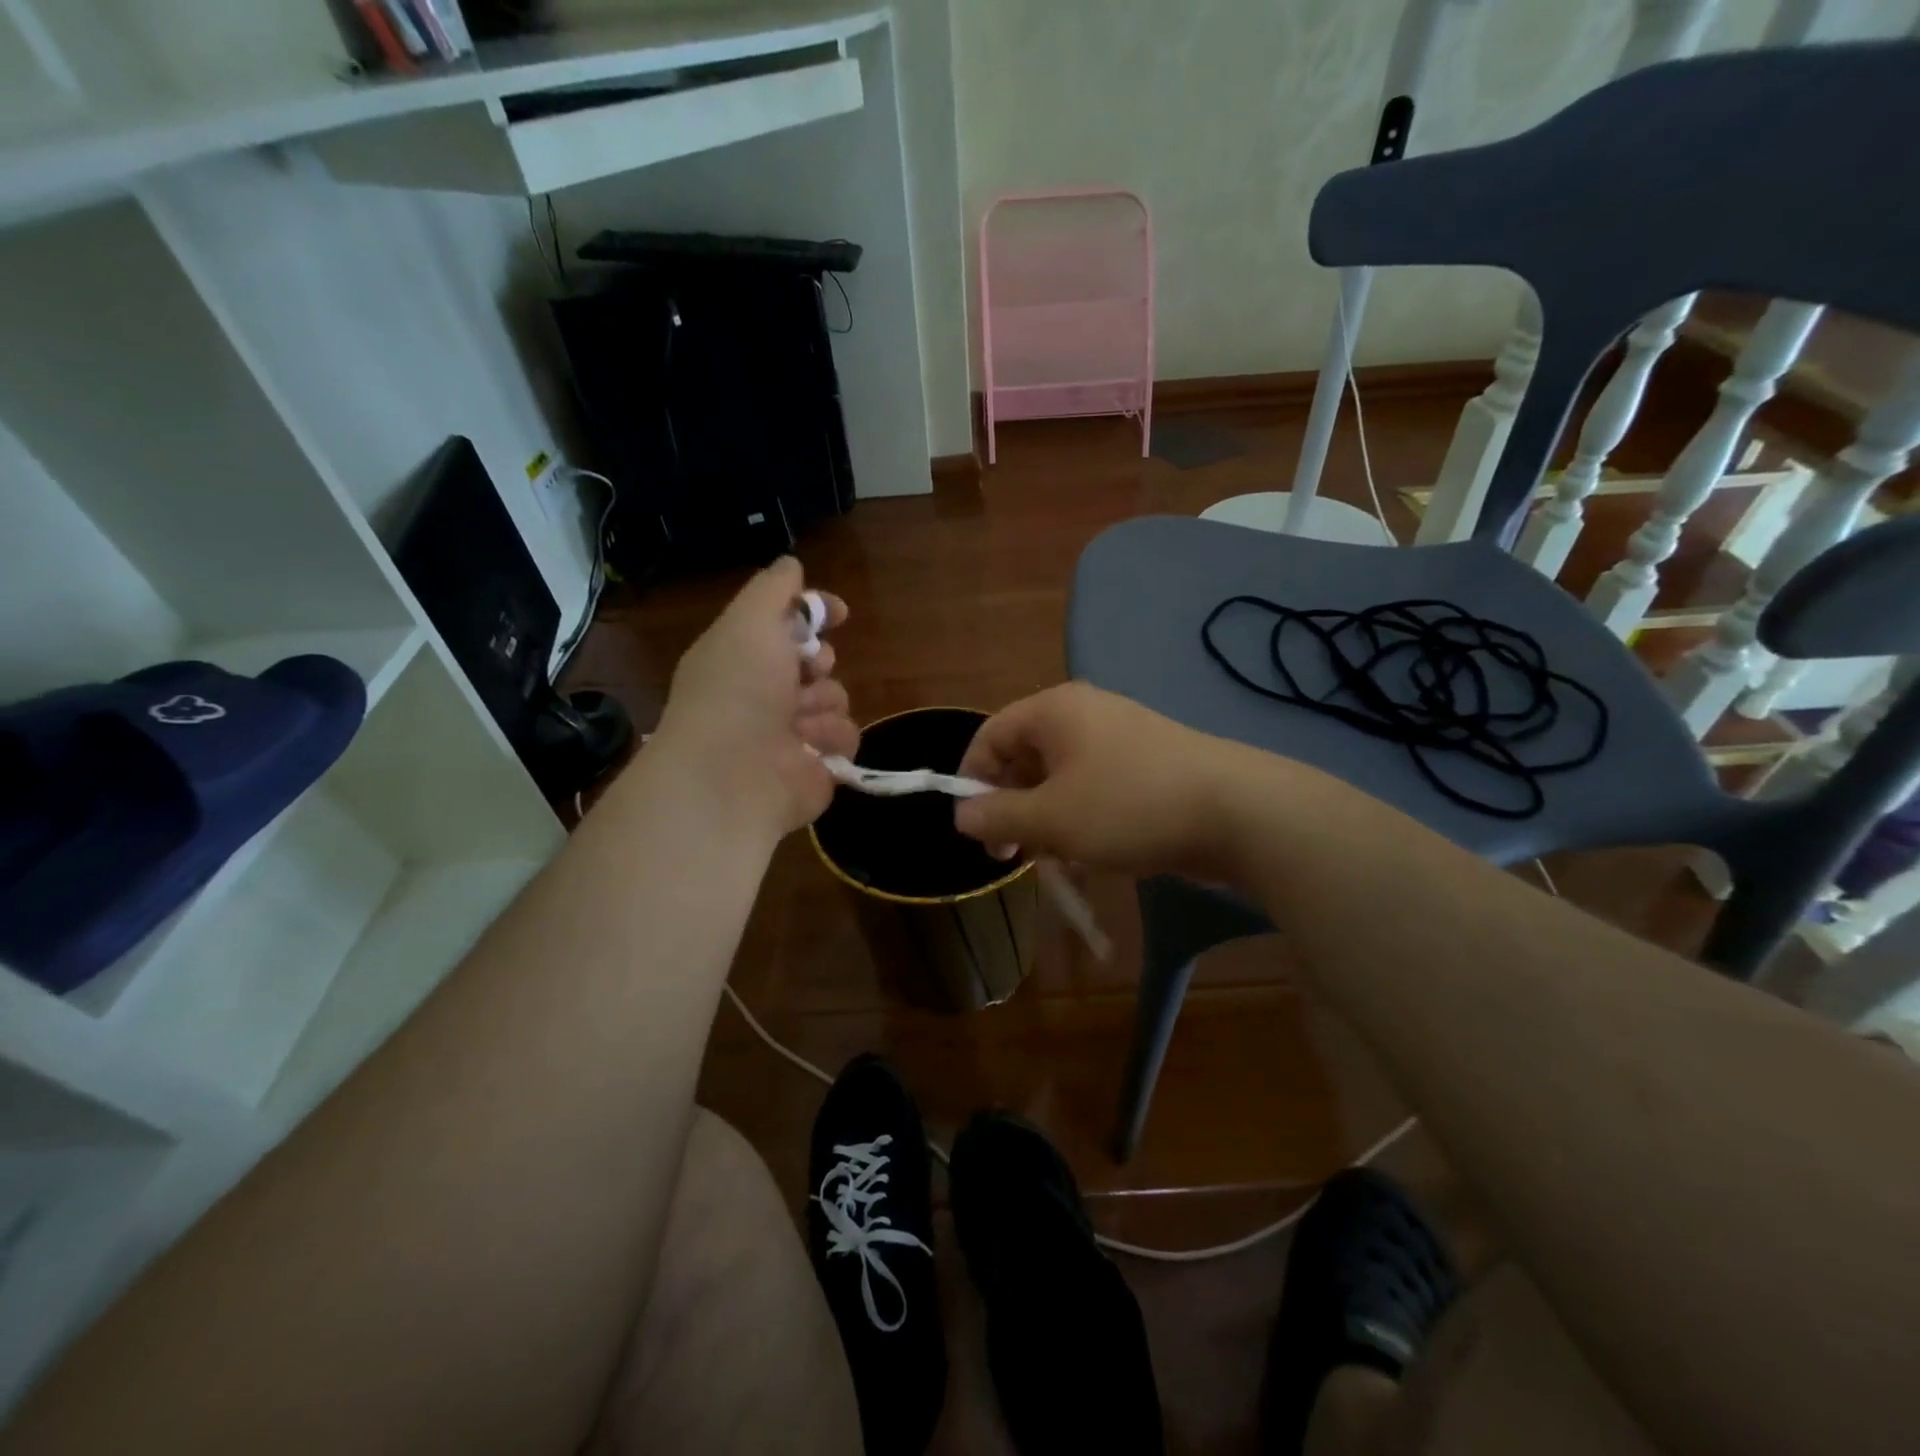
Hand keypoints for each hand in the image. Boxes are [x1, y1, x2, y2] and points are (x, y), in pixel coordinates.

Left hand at [653, 557, 857, 836]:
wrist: (733, 774)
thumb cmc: (737, 689)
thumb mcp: (749, 620)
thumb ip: (773, 589)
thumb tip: (791, 565)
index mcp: (742, 656)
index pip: (785, 625)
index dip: (813, 613)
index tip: (839, 612)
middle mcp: (765, 693)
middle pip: (817, 662)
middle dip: (818, 662)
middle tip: (804, 671)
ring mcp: (791, 733)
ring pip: (836, 698)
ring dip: (824, 703)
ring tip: (799, 720)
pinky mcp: (817, 766)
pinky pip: (846, 737)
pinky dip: (832, 739)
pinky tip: (811, 747)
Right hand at [953, 683, 1251, 878]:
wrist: (1237, 812)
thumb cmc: (1128, 807)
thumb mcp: (1051, 818)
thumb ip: (998, 817)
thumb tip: (962, 815)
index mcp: (1054, 711)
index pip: (990, 735)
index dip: (972, 781)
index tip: (976, 830)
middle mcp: (1084, 716)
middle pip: (1025, 758)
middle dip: (1012, 808)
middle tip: (1013, 855)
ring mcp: (1120, 739)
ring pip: (1060, 781)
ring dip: (1047, 822)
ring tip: (1055, 863)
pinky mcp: (1146, 767)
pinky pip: (1095, 790)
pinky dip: (1082, 821)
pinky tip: (1090, 858)